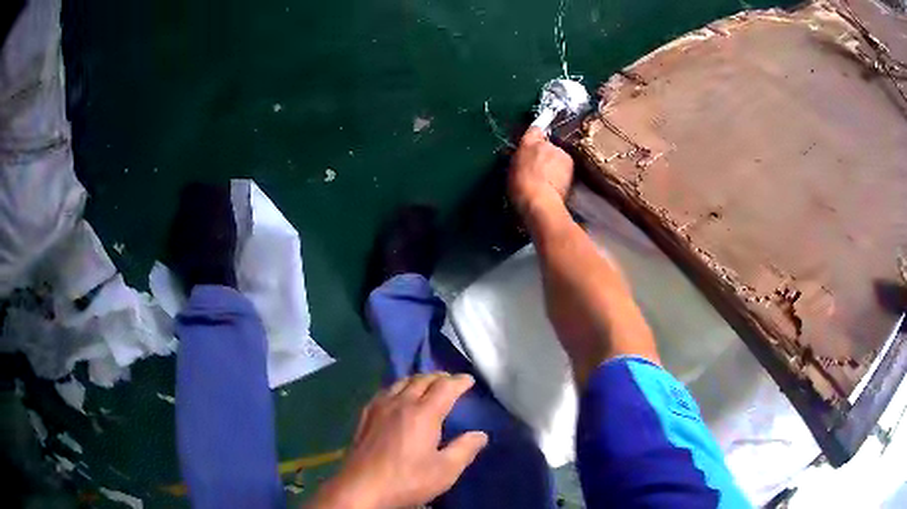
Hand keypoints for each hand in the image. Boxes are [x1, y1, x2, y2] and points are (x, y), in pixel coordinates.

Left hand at [308, 373, 487, 508]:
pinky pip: (385, 391)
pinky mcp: (365, 416)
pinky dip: (398, 387)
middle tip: (451, 381)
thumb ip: (465, 449)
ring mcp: (379, 408)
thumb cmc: (407, 480)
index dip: (459, 381)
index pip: (445, 388)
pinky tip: (397, 397)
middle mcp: (401, 403)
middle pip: (421, 380)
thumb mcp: (445, 471)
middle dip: (439, 377)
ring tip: (427, 385)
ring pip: (401, 382)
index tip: (469, 380)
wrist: (362, 488)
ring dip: (418, 380)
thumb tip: (481, 434)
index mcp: (423, 414)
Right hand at [508, 127, 573, 214]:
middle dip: (546, 153)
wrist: (539, 200)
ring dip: (555, 163)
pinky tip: (559, 183)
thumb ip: (519, 159)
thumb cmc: (519, 188)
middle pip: (547, 144)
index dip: (536, 135)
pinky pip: (566, 164)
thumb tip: (523, 158)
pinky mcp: (569, 161)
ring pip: (558, 154)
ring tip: (551, 179)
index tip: (537, 142)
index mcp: (526, 143)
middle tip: (541, 168)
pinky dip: (563, 171)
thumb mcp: (512, 171)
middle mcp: (544, 142)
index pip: (534, 129)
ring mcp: (559, 151)